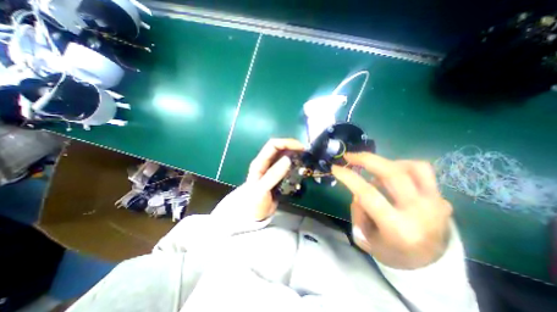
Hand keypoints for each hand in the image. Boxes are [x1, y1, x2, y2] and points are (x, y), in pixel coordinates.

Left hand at [214, 137, 304, 220]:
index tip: (301, 148)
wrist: (253, 214)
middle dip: (293, 148)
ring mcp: (272, 169)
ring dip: (295, 156)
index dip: (287, 143)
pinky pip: (288, 166)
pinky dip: (295, 165)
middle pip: (280, 148)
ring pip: (285, 156)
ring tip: (306, 160)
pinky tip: (301, 168)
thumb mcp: (262, 189)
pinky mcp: (278, 175)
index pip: (273, 145)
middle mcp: (266, 163)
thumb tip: (288, 159)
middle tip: (306, 154)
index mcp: (259, 163)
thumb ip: (273, 175)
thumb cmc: (254, 202)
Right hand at [329, 153, 450, 269]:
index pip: (368, 194)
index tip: (335, 168)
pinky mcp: (441, 197)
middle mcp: (420, 213)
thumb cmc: (390, 252)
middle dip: (366, 159)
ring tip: (373, 168)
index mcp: (398, 229)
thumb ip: (358, 212)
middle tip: (350, 156)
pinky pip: (422, 170)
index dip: (349, 177)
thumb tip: (357, 191)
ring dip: (386, 162)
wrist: (428, 263)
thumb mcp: (364, 238)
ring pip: (412, 167)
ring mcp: (436, 203)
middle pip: (392, 174)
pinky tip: (391, 174)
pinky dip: (402, 165)